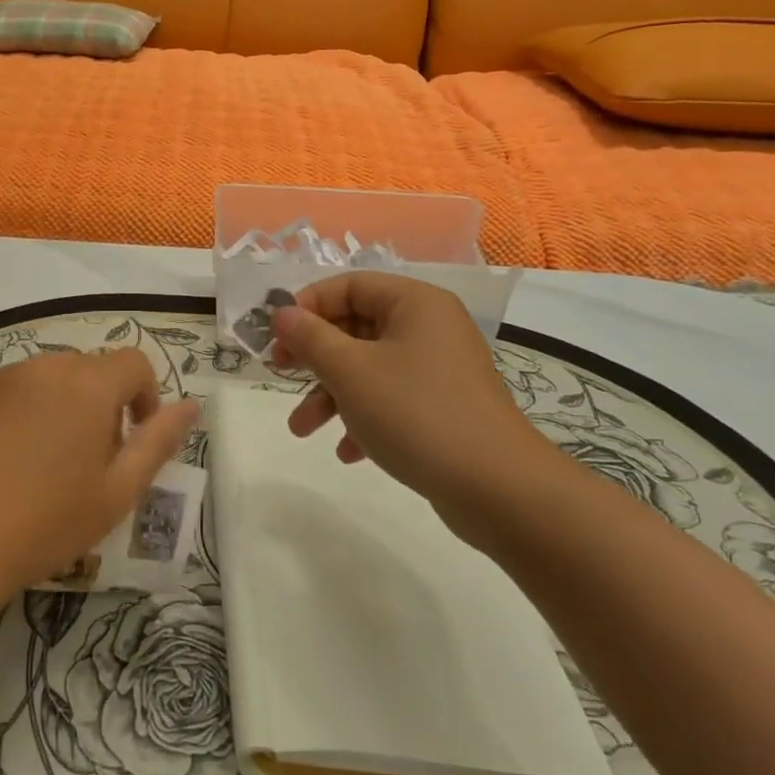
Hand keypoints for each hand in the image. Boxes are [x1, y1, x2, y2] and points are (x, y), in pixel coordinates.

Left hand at [0, 350, 198, 603]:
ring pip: (50, 378)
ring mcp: (0, 377)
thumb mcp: (117, 492)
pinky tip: (6, 462)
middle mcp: (45, 366)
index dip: (145, 398)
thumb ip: (159, 442)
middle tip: (90, 462)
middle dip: (103, 405)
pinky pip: (13, 390)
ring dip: (63, 406)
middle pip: (91, 369)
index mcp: (87, 384)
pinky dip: (24, 412)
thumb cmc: (44, 523)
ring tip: (46, 464)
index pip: (135, 364)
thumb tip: (192, 405)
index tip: (133, 442)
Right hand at [270, 272, 564, 543]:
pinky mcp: (443, 407)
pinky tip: (347, 451)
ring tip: (302, 429)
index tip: (276, 335)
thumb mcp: (350, 371)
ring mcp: (439, 369)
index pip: (349, 285)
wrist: (499, 489)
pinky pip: (391, 398)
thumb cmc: (416, 413)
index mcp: (414, 303)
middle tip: (279, 373)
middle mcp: (430, 327)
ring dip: (330, 394)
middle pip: (355, 326)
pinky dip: (362, 417)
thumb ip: (310, 337)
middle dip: (314, 357)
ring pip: (369, 368)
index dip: (307, 306)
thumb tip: (281, 313)